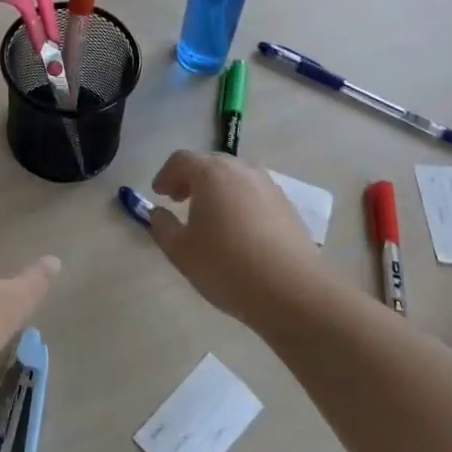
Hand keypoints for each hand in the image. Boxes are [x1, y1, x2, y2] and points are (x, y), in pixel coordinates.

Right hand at [147, 150, 326, 325]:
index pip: (181, 160)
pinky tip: (238, 229)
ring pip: (235, 177)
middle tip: (180, 200)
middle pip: (210, 163)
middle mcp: (241, 170)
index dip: (166, 175)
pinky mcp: (287, 206)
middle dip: (191, 178)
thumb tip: (158, 213)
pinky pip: (254, 193)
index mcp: (211, 173)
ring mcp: (268, 186)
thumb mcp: (181, 250)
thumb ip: (162, 226)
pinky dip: (239, 201)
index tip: (159, 195)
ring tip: (210, 215)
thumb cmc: (227, 265)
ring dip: (217, 189)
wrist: (293, 290)